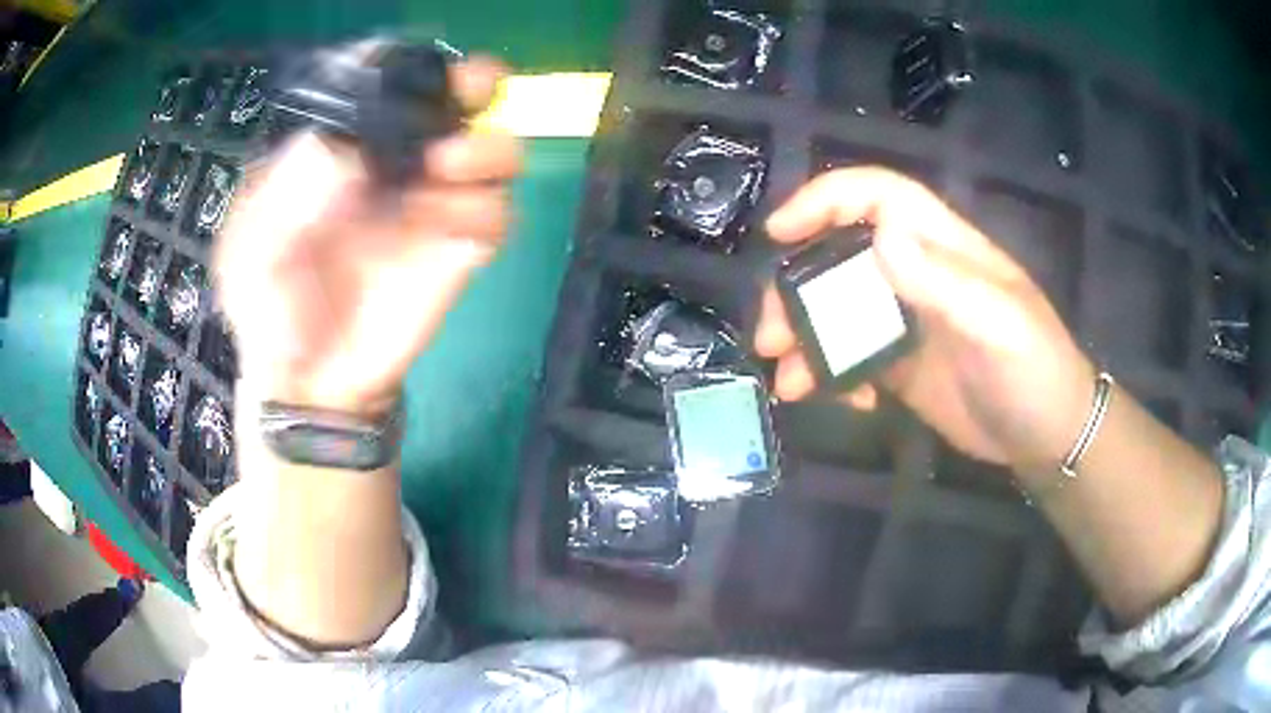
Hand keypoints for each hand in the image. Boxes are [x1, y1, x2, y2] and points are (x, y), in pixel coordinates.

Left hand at [213, 57, 520, 414]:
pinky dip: (485, 209)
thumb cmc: (269, 310)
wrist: (309, 381)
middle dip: (470, 83)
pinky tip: (450, 227)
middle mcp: (393, 165)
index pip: (384, 88)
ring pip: (492, 150)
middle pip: (451, 102)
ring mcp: (429, 205)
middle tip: (468, 89)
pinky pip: (497, 214)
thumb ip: (285, 199)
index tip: (401, 79)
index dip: (401, 70)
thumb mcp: (250, 253)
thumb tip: (345, 154)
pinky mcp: (456, 250)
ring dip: (485, 148)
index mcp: (342, 150)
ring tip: (445, 165)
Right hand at [756, 168, 1095, 479]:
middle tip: (771, 337)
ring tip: (790, 383)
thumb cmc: (1036, 372)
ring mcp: (907, 321)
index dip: (825, 201)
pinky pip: (852, 358)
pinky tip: (846, 403)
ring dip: (805, 341)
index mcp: (944, 247)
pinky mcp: (901, 365)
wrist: (1048, 438)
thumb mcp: (1000, 326)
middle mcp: (918, 274)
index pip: (878, 197)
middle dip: (797, 289)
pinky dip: (834, 377)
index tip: (779, 234)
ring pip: (837, 311)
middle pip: (840, 256)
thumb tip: (882, 234)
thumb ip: (945, 282)